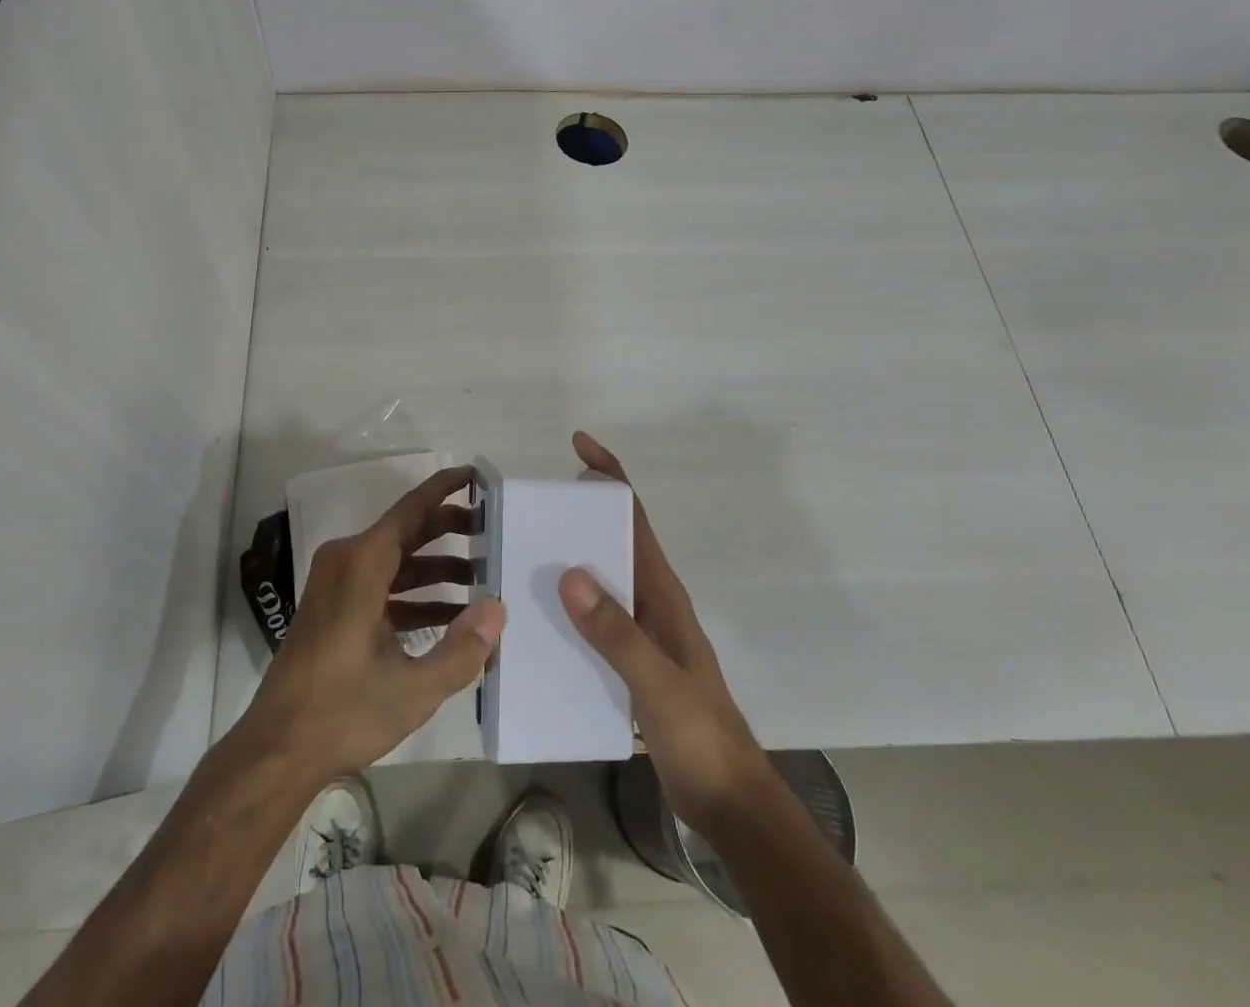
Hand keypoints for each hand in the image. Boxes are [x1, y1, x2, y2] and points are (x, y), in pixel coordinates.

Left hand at [239, 466, 505, 789]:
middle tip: (492, 530)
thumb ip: (462, 649)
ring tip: (482, 576)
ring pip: (396, 560)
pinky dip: (415, 594)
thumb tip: (497, 608)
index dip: (445, 488)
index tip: (476, 474)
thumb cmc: (343, 711)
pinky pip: (382, 585)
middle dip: (449, 528)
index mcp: (362, 564)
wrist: (277, 749)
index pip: (411, 509)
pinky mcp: (335, 607)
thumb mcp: (413, 688)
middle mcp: (347, 561)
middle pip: (406, 531)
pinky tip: (451, 616)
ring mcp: (337, 584)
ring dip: (436, 567)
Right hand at [559, 432, 769, 834]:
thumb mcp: (658, 683)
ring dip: (567, 560)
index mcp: (662, 593)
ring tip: (518, 554)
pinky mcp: (629, 662)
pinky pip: (592, 620)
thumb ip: (616, 632)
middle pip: (612, 540)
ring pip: (599, 580)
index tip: (578, 445)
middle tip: (525, 506)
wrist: (730, 804)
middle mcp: (650, 602)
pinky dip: (566, 608)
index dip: (610, 476)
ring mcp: (641, 633)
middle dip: (576, 514)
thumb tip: (569, 571)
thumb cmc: (701, 735)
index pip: (634, 517)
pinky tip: (534, 621)